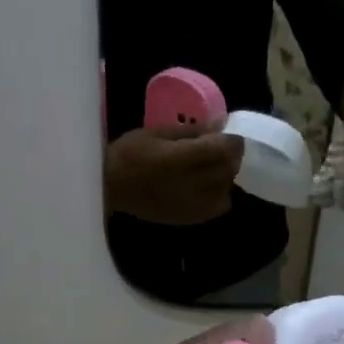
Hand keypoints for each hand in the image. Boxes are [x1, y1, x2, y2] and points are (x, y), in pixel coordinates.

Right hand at [104, 125, 243, 224]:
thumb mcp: (158, 133)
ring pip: (228, 188)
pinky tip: (206, 187)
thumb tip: (220, 126)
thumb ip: (192, 132)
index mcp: (185, 158)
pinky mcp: (191, 218)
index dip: (233, 140)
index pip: (226, 148)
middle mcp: (196, 183)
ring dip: (225, 175)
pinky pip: (218, 206)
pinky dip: (219, 194)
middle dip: (230, 156)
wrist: (109, 187)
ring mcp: (196, 204)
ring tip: (211, 168)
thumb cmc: (130, 153)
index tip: (228, 134)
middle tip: (219, 148)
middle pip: (229, 168)